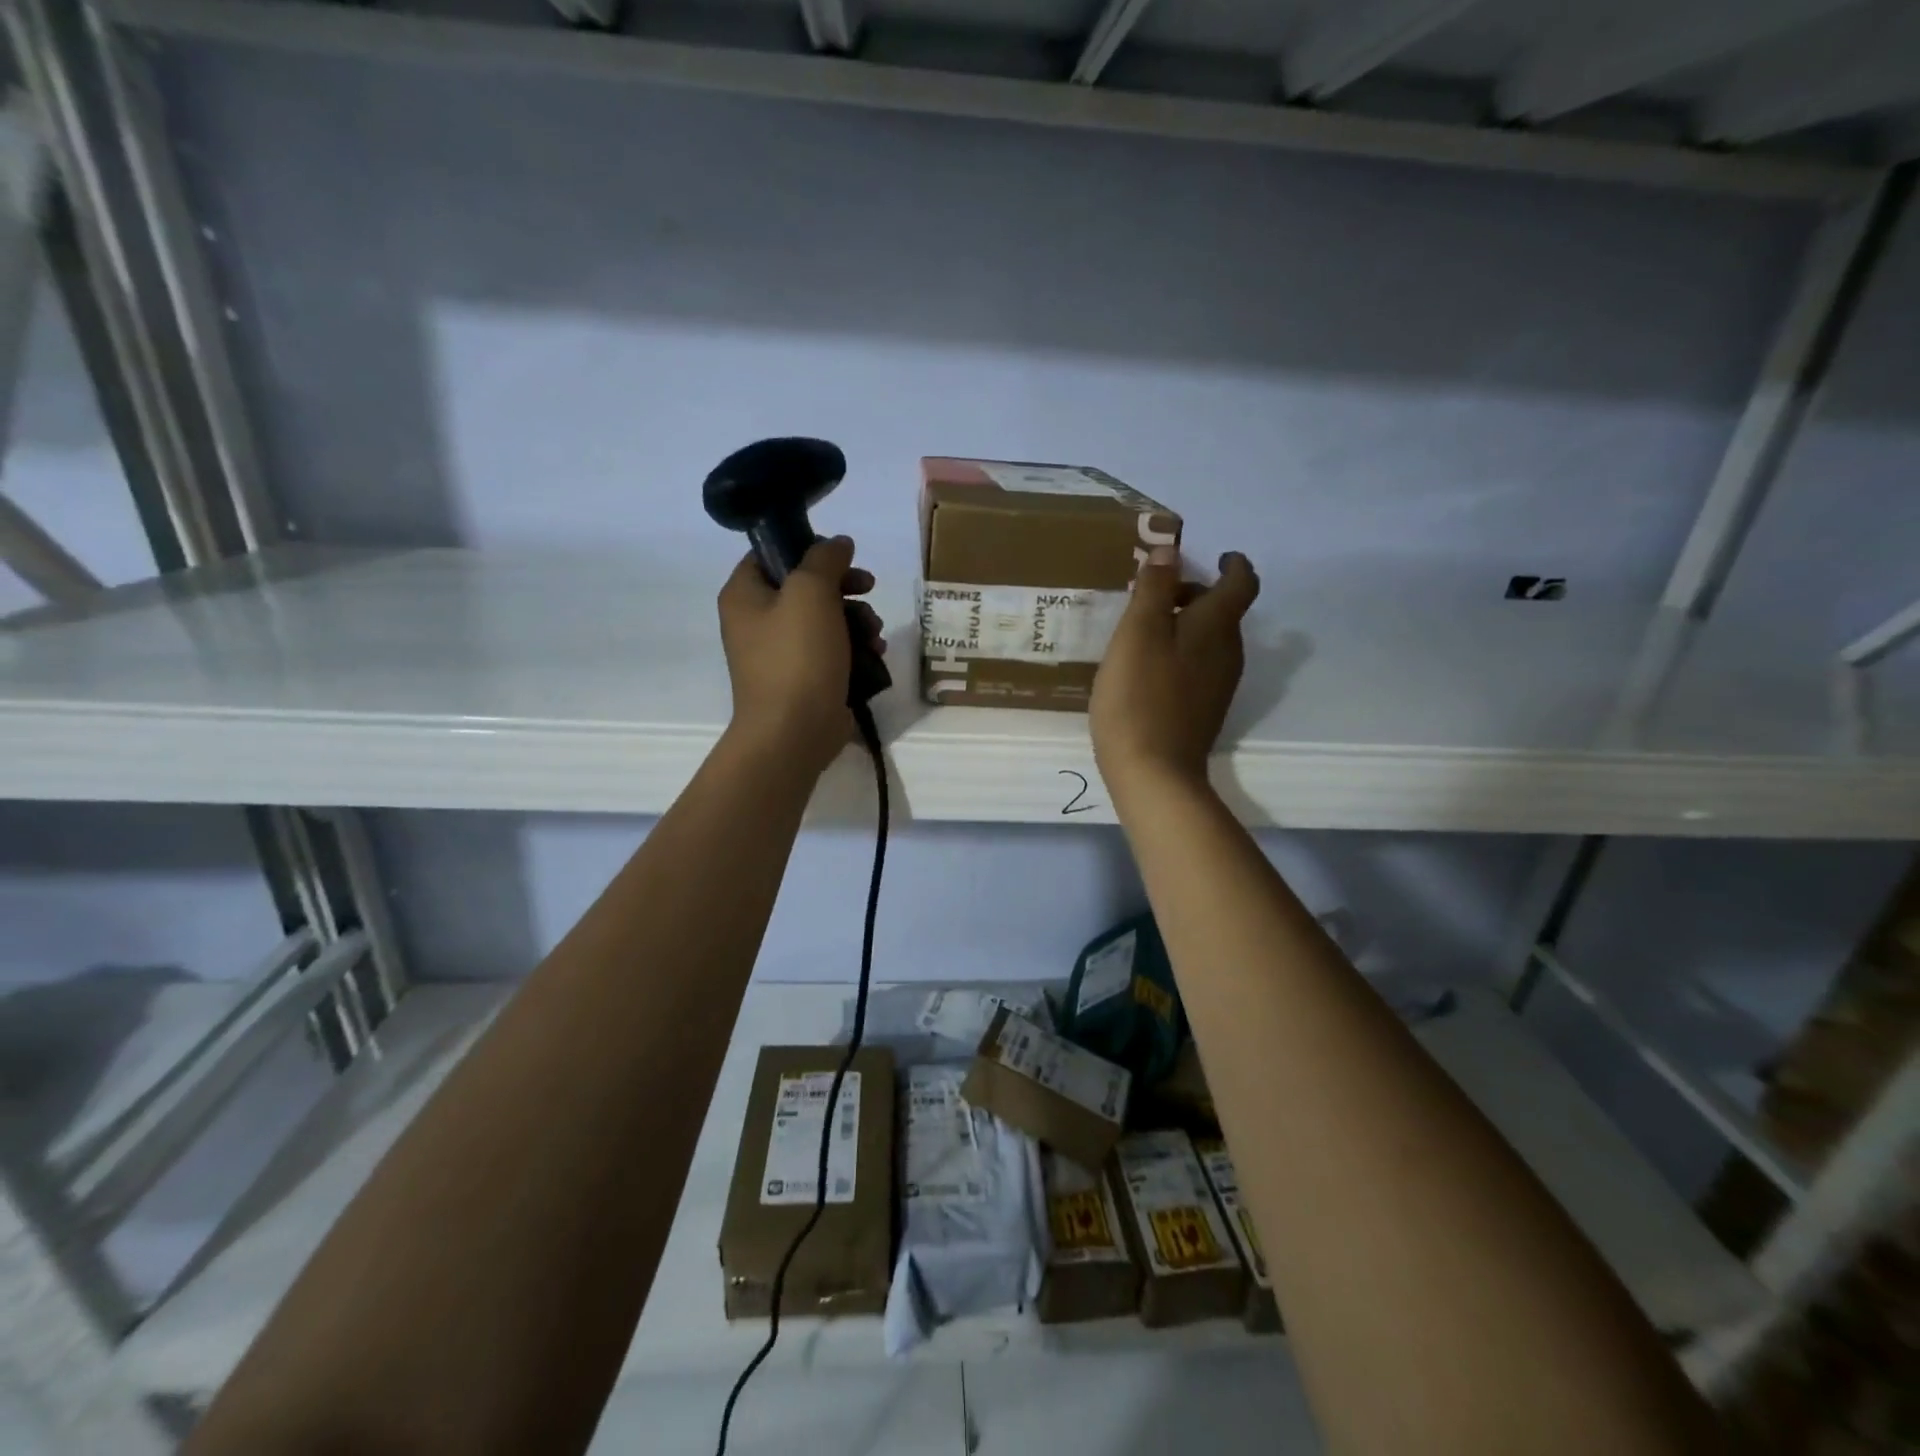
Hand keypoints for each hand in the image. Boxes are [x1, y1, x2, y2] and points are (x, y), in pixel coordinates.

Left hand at [718, 536, 885, 773]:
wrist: (794, 732)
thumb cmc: (797, 657)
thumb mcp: (811, 593)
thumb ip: (824, 559)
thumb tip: (838, 543)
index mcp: (744, 595)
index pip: (773, 554)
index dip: (810, 549)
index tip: (845, 558)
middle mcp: (756, 622)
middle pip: (805, 588)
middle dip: (845, 589)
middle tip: (869, 589)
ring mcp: (779, 655)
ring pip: (824, 621)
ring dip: (856, 620)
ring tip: (875, 633)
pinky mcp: (803, 680)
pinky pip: (831, 653)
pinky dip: (854, 650)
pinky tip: (874, 656)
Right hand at [1091, 546, 1259, 793]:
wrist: (1154, 772)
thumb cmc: (1140, 696)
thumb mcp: (1138, 633)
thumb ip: (1154, 589)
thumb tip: (1170, 550)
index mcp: (1217, 627)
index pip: (1241, 583)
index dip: (1233, 564)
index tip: (1218, 556)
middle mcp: (1228, 652)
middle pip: (1223, 612)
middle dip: (1196, 595)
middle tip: (1156, 594)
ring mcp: (1219, 685)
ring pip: (1210, 641)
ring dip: (1185, 626)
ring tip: (1144, 630)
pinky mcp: (1204, 710)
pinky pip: (1199, 667)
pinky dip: (1181, 653)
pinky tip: (1147, 669)